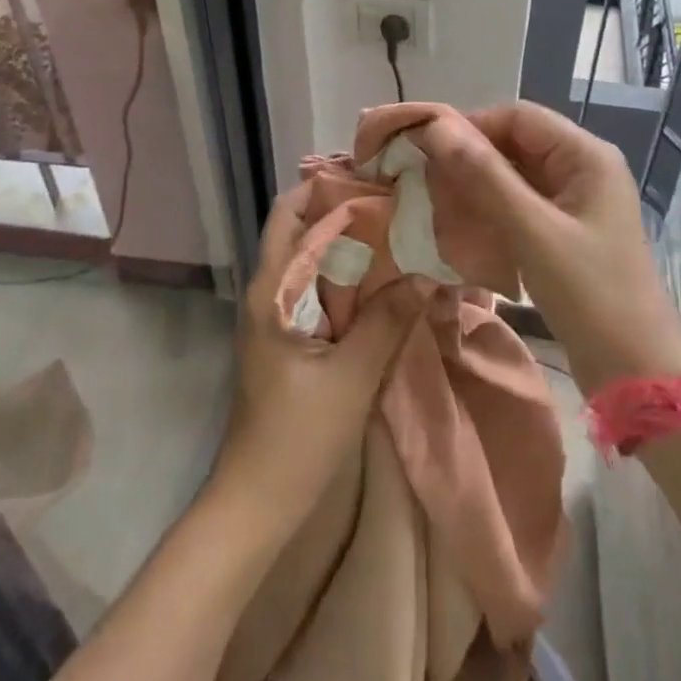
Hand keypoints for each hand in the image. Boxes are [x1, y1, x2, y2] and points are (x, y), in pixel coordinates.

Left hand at [209, 187, 424, 521]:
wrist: (255, 504)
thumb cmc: (296, 438)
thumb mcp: (350, 377)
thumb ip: (386, 321)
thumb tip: (425, 271)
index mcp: (272, 291)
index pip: (290, 214)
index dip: (326, 187)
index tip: (372, 175)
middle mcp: (269, 293)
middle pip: (301, 230)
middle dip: (341, 209)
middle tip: (393, 198)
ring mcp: (277, 316)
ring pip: (311, 260)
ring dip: (347, 243)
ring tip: (396, 228)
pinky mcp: (290, 339)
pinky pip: (319, 290)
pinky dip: (347, 276)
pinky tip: (384, 279)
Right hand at [413, 102, 680, 393]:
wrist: (636, 371)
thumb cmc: (590, 294)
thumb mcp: (534, 232)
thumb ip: (485, 176)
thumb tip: (436, 127)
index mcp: (586, 155)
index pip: (519, 117)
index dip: (472, 126)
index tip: (427, 150)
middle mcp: (582, 168)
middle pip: (516, 142)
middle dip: (471, 157)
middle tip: (427, 179)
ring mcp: (575, 201)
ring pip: (515, 173)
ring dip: (477, 184)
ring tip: (438, 201)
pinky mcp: (565, 230)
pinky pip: (520, 202)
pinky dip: (491, 208)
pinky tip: (463, 225)